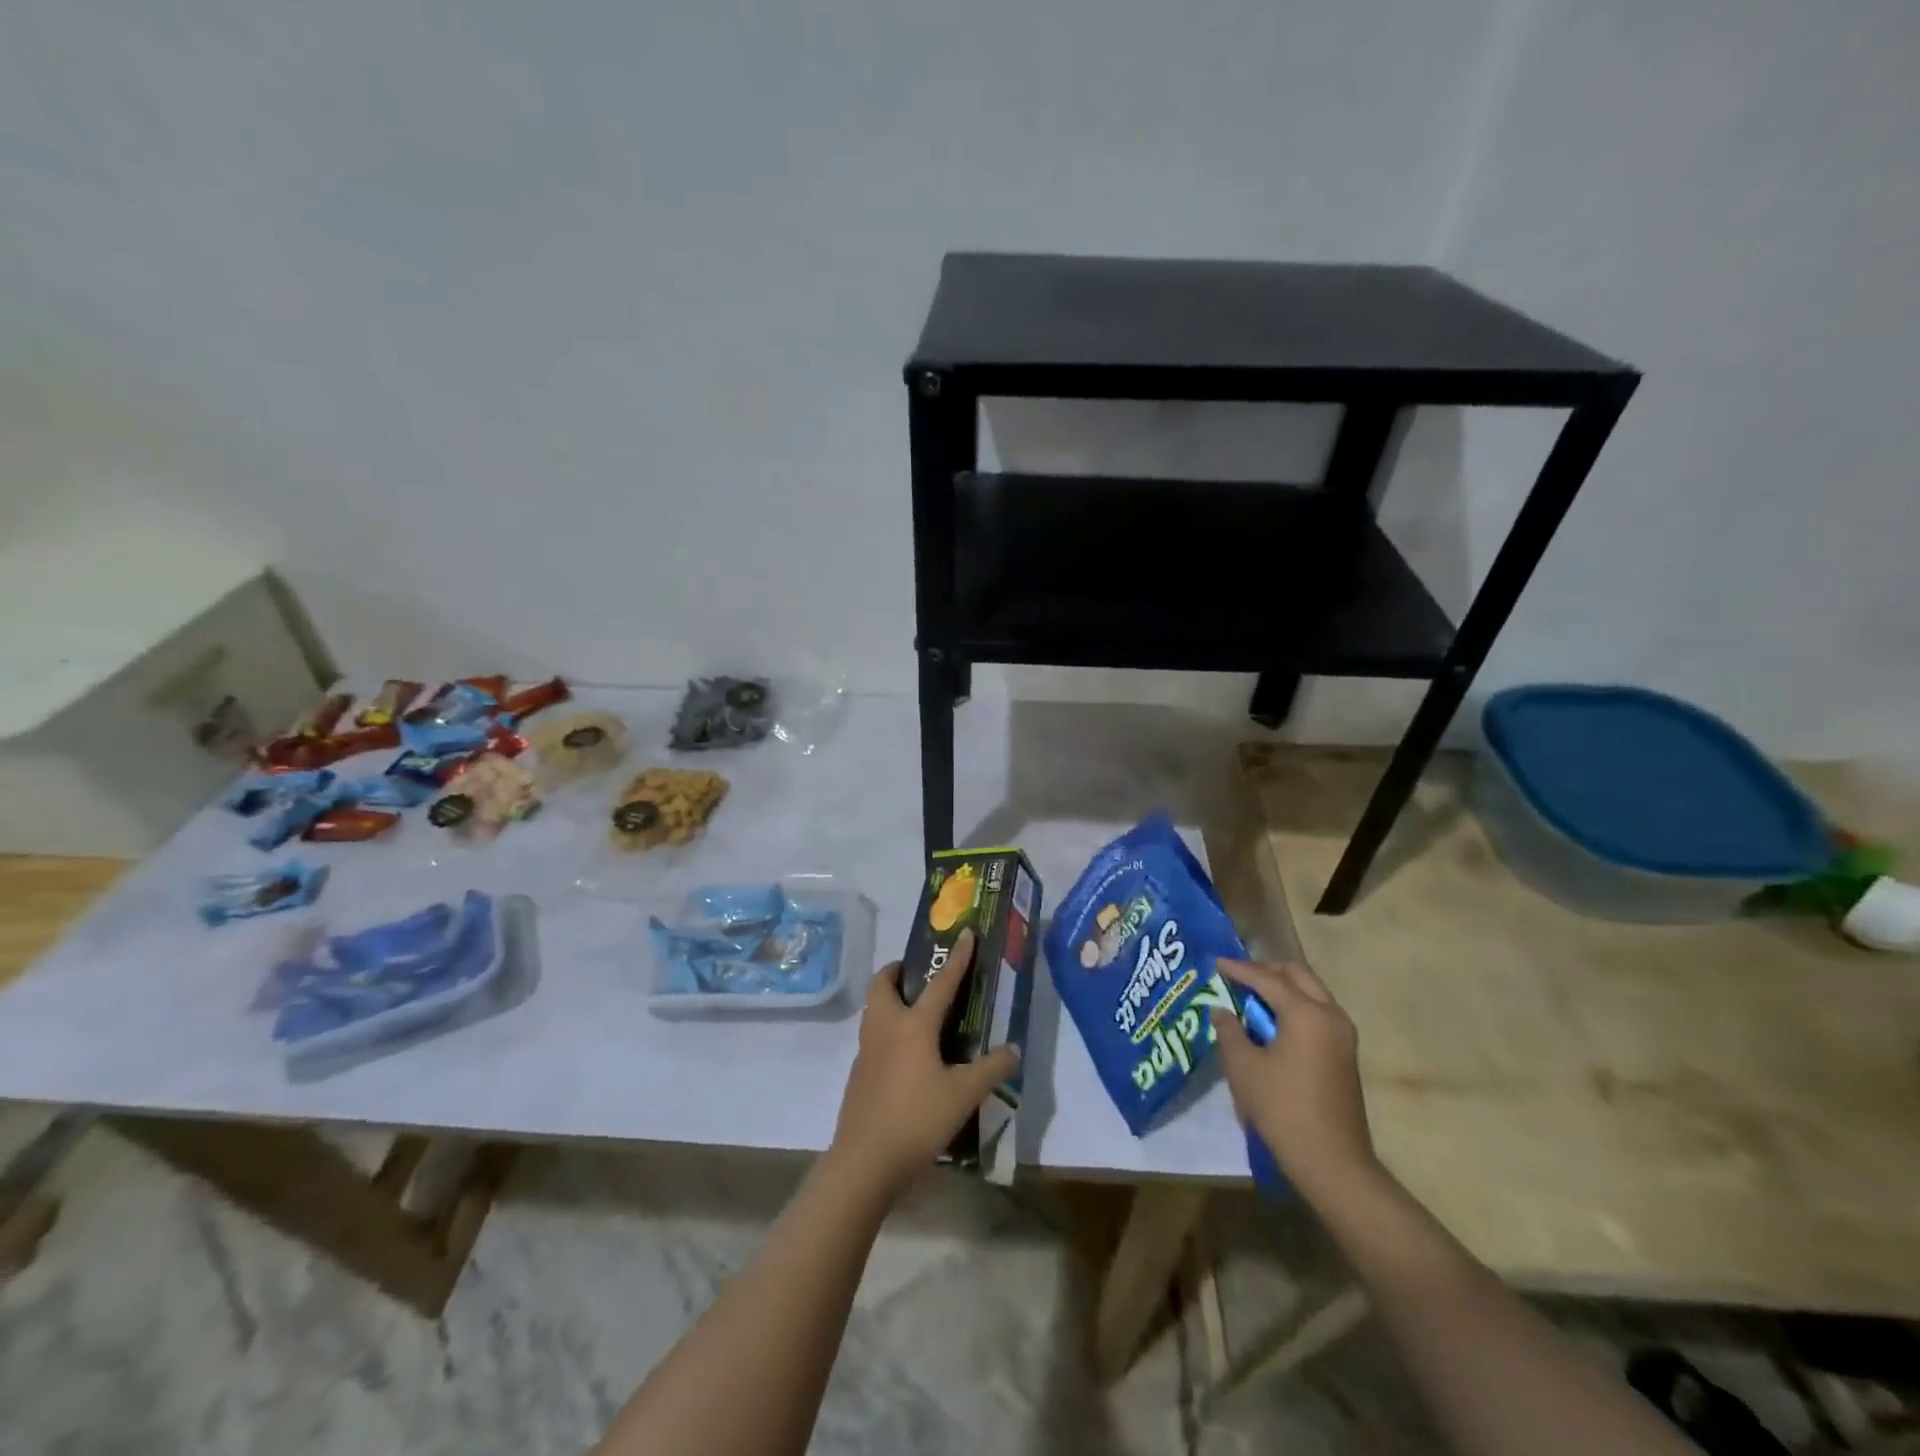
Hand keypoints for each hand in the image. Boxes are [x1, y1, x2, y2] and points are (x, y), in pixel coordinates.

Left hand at [829, 929, 1019, 1199]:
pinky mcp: (859, 1073)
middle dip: (896, 971)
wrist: (865, 1160)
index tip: (965, 932)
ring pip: (874, 1009)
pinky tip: (906, 1054)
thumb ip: (991, 1069)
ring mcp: (867, 1050)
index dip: (957, 957)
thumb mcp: (963, 1095)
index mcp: (913, 1025)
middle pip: (882, 984)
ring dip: (890, 999)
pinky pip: (873, 1036)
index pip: (940, 982)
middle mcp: (886, 1027)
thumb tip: (1013, 1049)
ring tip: (916, 1010)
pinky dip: (887, 1028)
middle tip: (916, 974)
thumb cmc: (917, 1119)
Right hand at [1210, 958, 1379, 1203]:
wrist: (1333, 1162)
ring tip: (1250, 997)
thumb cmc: (1283, 1109)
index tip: (1216, 962)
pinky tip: (1270, 1022)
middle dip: (1266, 970)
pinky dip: (1293, 1007)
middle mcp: (1330, 1015)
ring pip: (1310, 993)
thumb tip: (1221, 1011)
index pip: (1267, 978)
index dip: (1238, 969)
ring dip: (1282, 989)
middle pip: (1297, 975)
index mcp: (1306, 1013)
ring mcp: (1343, 1035)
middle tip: (1237, 976)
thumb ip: (1229, 1031)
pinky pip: (1317, 1013)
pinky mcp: (1344, 1054)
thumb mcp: (1244, 1068)